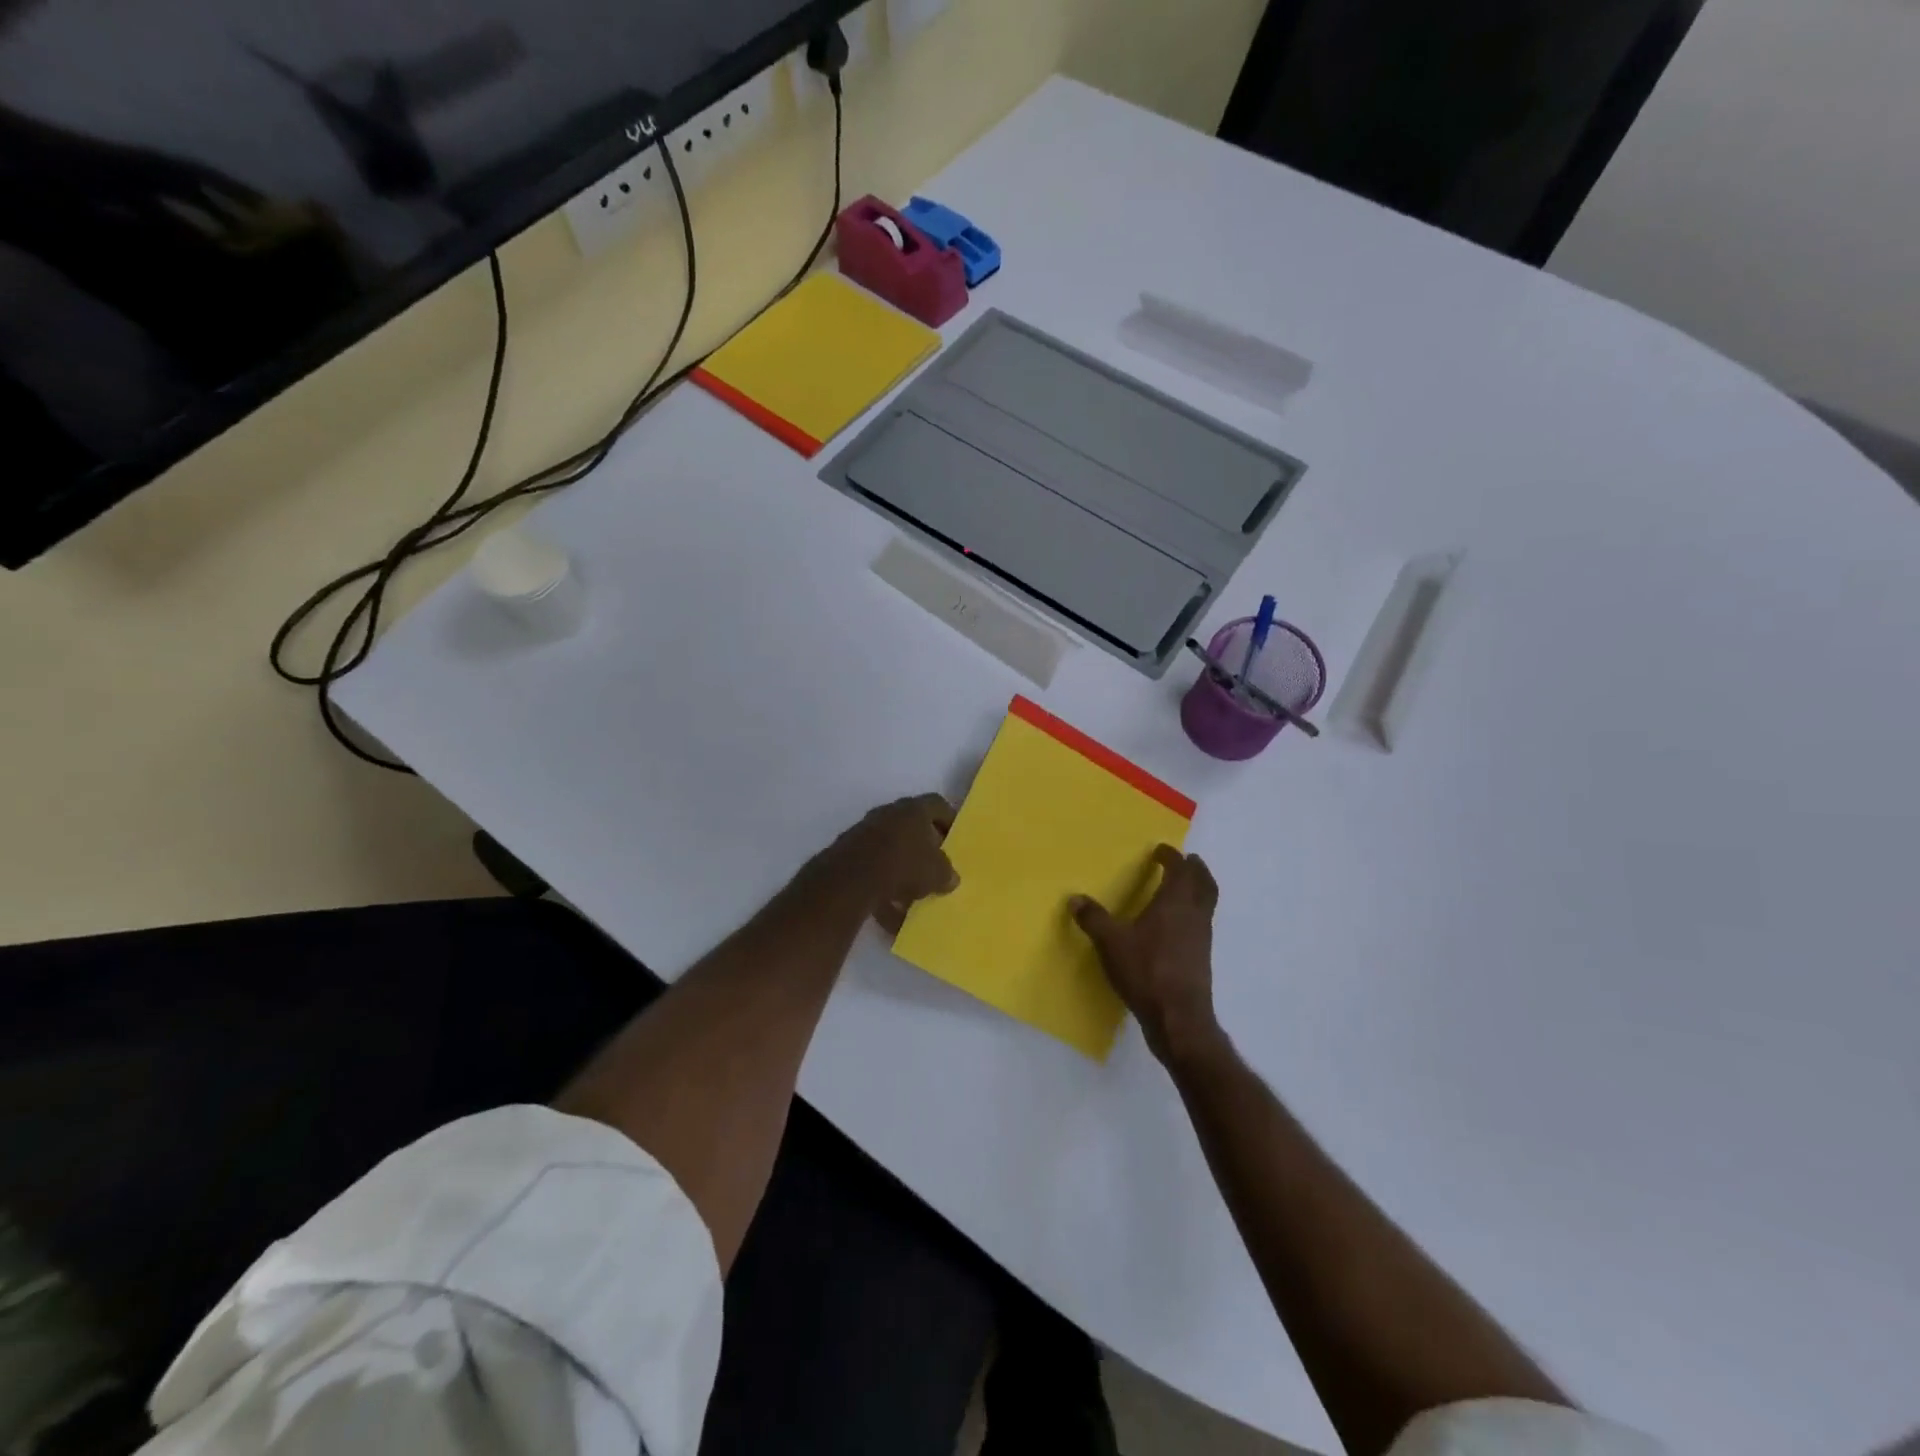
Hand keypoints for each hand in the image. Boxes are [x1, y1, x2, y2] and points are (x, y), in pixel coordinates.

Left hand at [818, 794, 959, 931]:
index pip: (937, 805)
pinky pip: (872, 870)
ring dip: (902, 871)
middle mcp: (888, 814)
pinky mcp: (848, 854)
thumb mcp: (937, 873)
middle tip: (935, 868)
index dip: (948, 820)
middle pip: (912, 827)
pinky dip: (882, 889)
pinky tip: (891, 916)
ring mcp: (865, 832)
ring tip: (914, 898)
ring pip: (890, 850)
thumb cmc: (905, 865)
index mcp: (913, 809)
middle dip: (924, 848)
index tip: (955, 839)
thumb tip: (950, 878)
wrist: (852, 878)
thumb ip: (947, 873)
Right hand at [1072, 846, 1222, 1065]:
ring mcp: (1202, 938)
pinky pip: (1202, 924)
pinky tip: (1177, 926)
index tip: (1161, 851)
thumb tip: (1075, 899)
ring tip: (1183, 889)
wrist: (1178, 1017)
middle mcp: (1194, 915)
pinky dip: (1194, 914)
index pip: (1179, 869)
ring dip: (1199, 890)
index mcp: (1174, 902)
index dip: (1171, 857)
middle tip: (1187, 861)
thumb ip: (1093, 919)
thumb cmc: (1146, 971)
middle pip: (1204, 883)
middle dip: (1196, 869)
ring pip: (1207, 904)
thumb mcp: (1111, 943)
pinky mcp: (1202, 958)